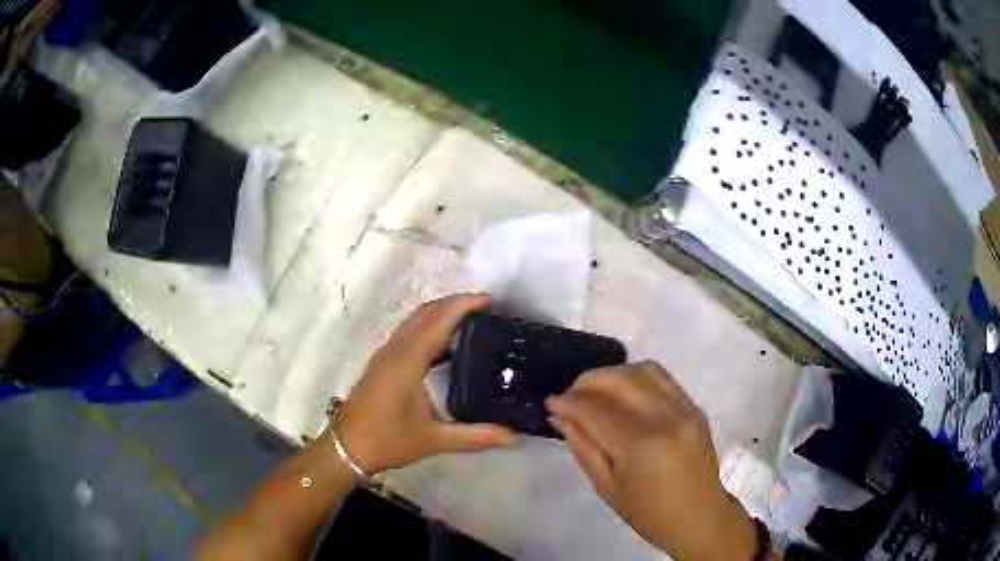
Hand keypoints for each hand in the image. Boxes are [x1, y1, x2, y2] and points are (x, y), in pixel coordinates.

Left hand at [336, 294, 516, 474]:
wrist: (346, 447)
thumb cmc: (386, 441)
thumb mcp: (433, 441)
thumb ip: (475, 436)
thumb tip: (514, 436)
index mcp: (407, 362)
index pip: (438, 322)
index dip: (463, 305)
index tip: (491, 301)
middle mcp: (395, 349)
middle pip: (426, 312)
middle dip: (456, 303)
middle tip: (489, 309)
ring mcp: (386, 353)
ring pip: (416, 319)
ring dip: (442, 311)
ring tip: (473, 319)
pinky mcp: (383, 360)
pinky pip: (409, 330)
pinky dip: (431, 324)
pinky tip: (448, 342)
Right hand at [546, 361, 757, 560]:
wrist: (701, 517)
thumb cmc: (650, 514)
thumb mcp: (607, 488)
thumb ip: (584, 448)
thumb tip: (561, 416)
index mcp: (640, 446)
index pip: (595, 410)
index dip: (568, 402)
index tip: (550, 403)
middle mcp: (665, 418)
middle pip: (619, 380)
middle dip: (587, 381)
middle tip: (570, 395)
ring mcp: (684, 409)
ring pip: (642, 370)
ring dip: (612, 374)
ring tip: (595, 391)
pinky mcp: (695, 406)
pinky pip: (662, 377)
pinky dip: (636, 377)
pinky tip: (624, 392)